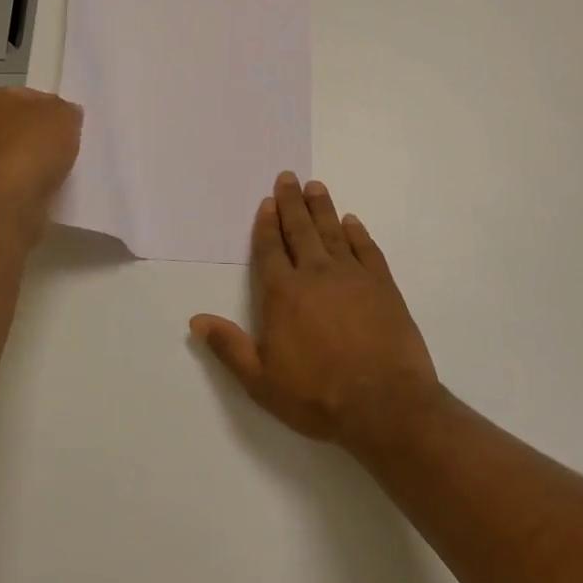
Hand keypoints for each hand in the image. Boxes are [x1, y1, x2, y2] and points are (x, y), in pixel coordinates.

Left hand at [0, 86, 82, 230]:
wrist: (11, 198)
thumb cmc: (33, 143)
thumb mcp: (64, 114)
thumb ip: (66, 110)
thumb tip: (66, 114)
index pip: (24, 96)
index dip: (49, 106)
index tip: (67, 120)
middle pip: (19, 127)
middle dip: (41, 135)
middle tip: (67, 144)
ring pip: (17, 156)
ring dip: (36, 162)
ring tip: (62, 168)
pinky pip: (17, 181)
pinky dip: (32, 183)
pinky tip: (50, 187)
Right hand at [191, 173, 441, 452]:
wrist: (385, 405)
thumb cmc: (317, 395)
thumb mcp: (261, 380)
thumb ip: (229, 347)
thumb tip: (196, 320)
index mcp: (284, 293)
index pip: (271, 249)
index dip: (266, 225)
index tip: (267, 203)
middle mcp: (316, 274)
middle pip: (300, 230)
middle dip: (292, 202)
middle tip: (289, 177)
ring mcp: (353, 276)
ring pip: (333, 232)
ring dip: (322, 208)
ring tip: (316, 186)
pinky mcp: (383, 286)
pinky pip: (366, 249)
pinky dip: (358, 233)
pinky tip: (352, 222)